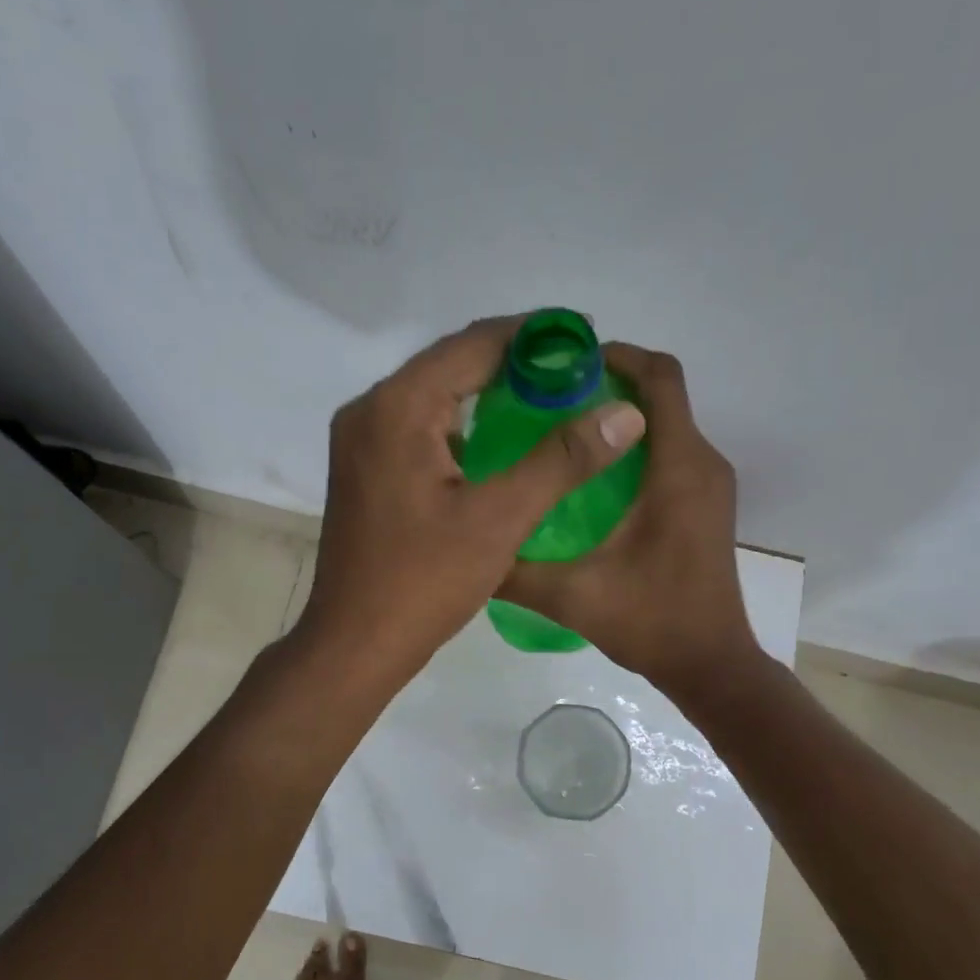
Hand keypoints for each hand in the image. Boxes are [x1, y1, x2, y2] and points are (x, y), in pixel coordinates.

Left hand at [295, 317, 647, 687]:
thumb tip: (624, 413)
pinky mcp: (363, 469)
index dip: (534, 336)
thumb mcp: (500, 519)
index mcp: (397, 407)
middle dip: (513, 363)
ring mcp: (360, 441)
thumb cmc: (424, 582)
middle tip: (574, 372)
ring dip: (486, 392)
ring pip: (433, 396)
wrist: (354, 643)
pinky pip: (418, 427)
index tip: (586, 337)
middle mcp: (369, 410)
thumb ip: (562, 459)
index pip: (473, 344)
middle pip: (450, 364)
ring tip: (546, 399)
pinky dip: (459, 424)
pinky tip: (497, 442)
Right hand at [499, 346, 758, 698]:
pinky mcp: (704, 505)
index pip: (659, 378)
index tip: (563, 365)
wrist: (709, 664)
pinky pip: (670, 452)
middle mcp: (702, 463)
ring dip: (619, 417)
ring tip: (560, 432)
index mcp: (678, 468)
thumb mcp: (570, 596)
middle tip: (546, 399)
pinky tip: (588, 476)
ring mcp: (709, 485)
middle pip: (661, 394)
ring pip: (666, 423)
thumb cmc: (650, 622)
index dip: (615, 356)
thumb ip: (515, 569)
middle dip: (608, 383)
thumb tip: (466, 543)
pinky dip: (633, 446)